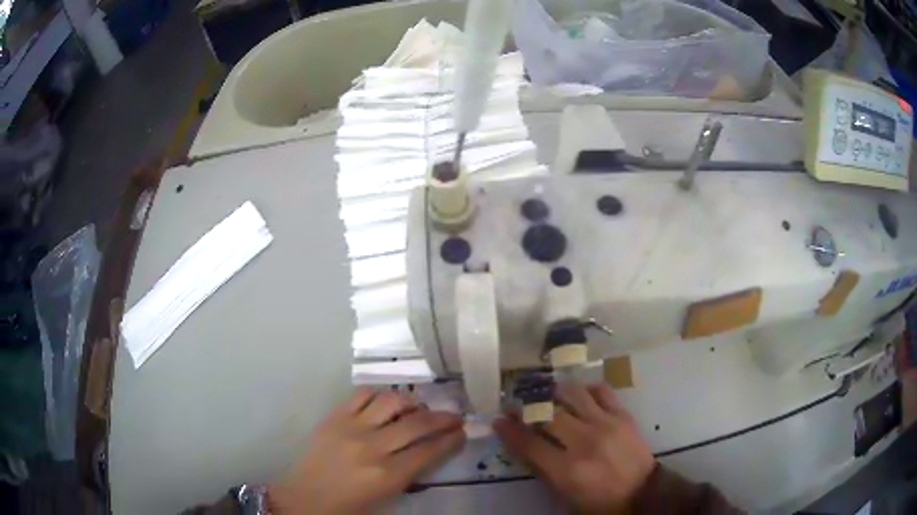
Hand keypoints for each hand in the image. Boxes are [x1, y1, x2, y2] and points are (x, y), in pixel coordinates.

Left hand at [269, 389, 465, 513]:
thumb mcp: (386, 499)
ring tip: (420, 407)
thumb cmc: (348, 508)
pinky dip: (380, 395)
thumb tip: (429, 453)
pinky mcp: (334, 417)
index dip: (451, 440)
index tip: (462, 433)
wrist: (304, 499)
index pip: (430, 451)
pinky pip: (362, 395)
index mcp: (387, 475)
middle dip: (443, 419)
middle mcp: (373, 447)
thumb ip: (410, 476)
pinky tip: (388, 402)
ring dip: (413, 402)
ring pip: (392, 401)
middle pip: (417, 424)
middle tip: (454, 416)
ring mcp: (351, 427)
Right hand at [494, 383, 654, 512]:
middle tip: (517, 404)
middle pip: (547, 414)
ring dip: (554, 392)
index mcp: (567, 469)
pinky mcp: (623, 415)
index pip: (529, 443)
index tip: (499, 420)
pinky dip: (586, 389)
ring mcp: (606, 424)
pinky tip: (579, 394)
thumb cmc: (599, 501)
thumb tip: (523, 444)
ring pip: (573, 394)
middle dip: (525, 407)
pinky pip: (602, 391)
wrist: (642, 493)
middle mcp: (584, 442)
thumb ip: (543, 469)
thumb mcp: (564, 495)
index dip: (509, 430)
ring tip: (545, 394)